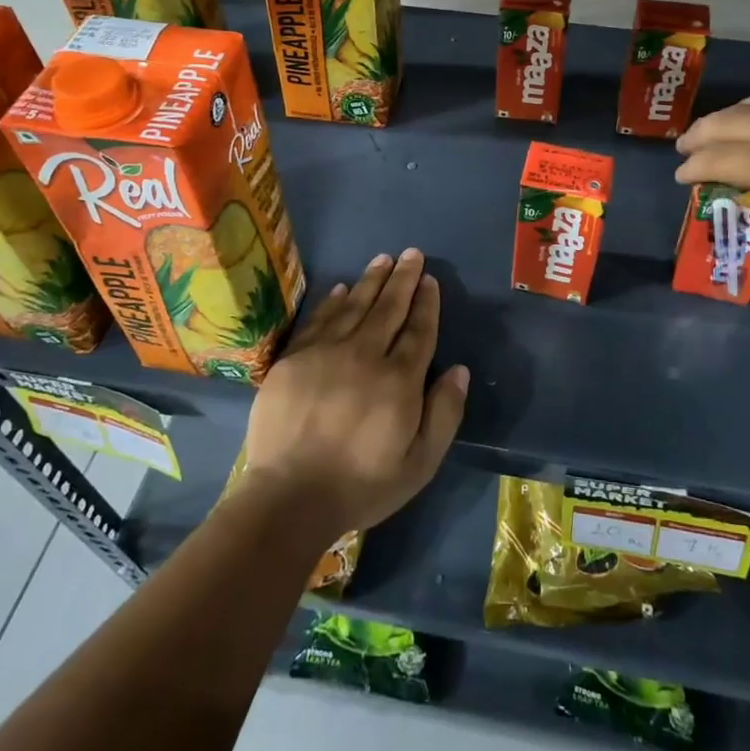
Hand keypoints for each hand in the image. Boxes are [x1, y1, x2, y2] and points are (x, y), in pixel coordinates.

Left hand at [240, 248, 468, 539]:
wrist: (289, 497)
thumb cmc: (362, 485)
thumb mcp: (420, 463)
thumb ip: (444, 413)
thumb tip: (459, 369)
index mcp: (399, 380)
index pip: (418, 330)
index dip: (426, 303)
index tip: (430, 280)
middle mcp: (364, 356)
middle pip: (388, 308)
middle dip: (403, 279)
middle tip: (411, 253)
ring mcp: (325, 353)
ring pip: (354, 306)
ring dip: (371, 280)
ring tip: (383, 259)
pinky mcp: (294, 359)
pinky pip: (318, 319)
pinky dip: (333, 301)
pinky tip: (342, 288)